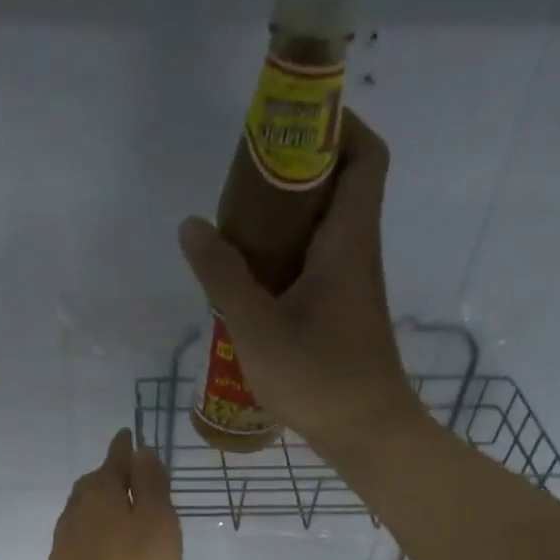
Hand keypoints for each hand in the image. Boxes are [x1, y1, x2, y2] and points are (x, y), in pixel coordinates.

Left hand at [46, 429, 181, 559]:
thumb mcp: (157, 520)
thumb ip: (150, 484)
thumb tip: (141, 451)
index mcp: (101, 491)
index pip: (115, 459)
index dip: (125, 447)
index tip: (128, 435)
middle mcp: (77, 508)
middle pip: (94, 483)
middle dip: (110, 476)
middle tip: (129, 477)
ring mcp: (65, 538)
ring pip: (84, 510)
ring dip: (101, 505)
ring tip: (120, 510)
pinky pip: (81, 535)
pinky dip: (95, 531)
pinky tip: (105, 545)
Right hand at [177, 111, 421, 454]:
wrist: (367, 433)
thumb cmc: (319, 377)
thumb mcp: (258, 328)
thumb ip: (222, 276)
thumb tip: (192, 225)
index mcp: (348, 241)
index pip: (365, 156)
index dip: (338, 125)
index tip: (290, 126)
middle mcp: (358, 253)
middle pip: (342, 186)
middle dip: (297, 170)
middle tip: (245, 180)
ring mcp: (352, 286)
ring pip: (327, 228)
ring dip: (288, 218)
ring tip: (237, 228)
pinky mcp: (343, 313)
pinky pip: (317, 264)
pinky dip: (288, 256)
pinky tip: (250, 281)